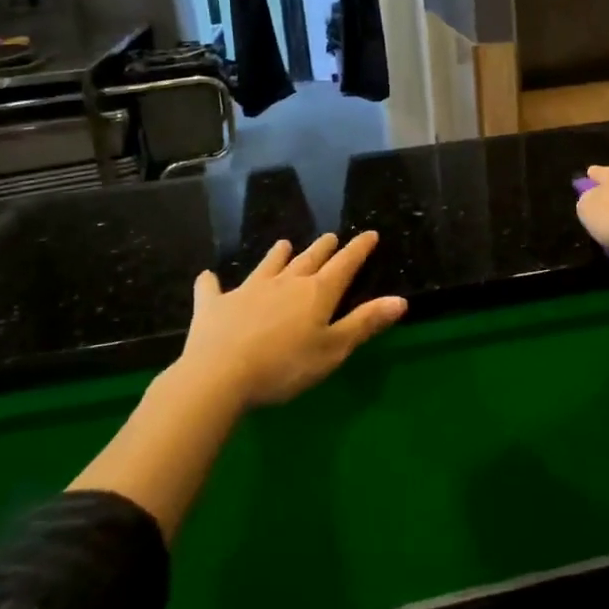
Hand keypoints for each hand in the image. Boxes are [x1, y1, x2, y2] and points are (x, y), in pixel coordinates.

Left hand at [179, 231, 407, 408]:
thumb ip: (365, 323)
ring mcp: (248, 290)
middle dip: (323, 248)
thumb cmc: (285, 366)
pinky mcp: (215, 304)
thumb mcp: (333, 349)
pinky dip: (212, 282)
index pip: (345, 264)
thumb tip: (400, 300)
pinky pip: (212, 288)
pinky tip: (208, 277)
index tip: (369, 234)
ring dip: (278, 254)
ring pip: (268, 265)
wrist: (219, 374)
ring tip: (284, 244)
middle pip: (308, 259)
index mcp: (317, 293)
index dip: (359, 249)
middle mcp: (285, 282)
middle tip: (330, 238)